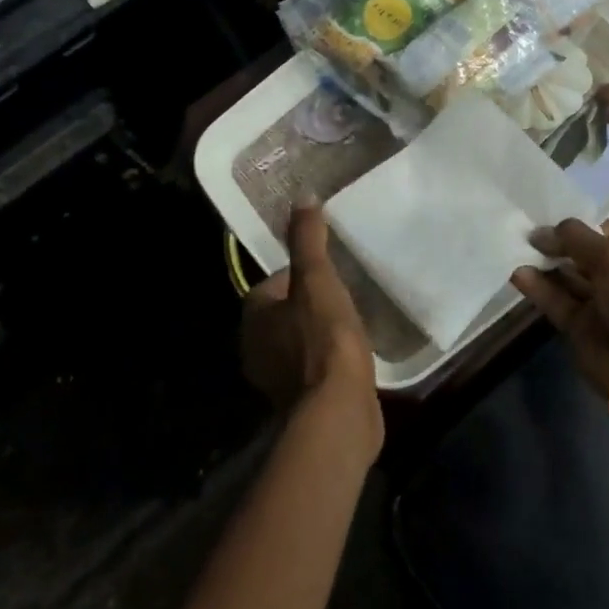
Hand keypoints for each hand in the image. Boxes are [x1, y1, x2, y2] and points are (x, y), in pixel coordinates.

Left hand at [241, 203, 381, 463]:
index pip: (275, 282)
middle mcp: (255, 346)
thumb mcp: (318, 280)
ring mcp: (275, 378)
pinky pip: (312, 368)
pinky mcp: (298, 401)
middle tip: (346, 297)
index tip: (332, 274)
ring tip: (354, 325)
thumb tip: (303, 197)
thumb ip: (308, 240)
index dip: (303, 274)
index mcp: (254, 314)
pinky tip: (353, 359)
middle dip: (311, 305)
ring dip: (320, 334)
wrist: (337, 411)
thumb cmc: (325, 339)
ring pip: (298, 342)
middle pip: (286, 313)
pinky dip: (328, 361)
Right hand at [511, 219, 608, 395]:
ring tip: (517, 250)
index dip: (583, 226)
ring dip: (545, 265)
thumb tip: (542, 232)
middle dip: (558, 244)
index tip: (554, 223)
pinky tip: (519, 275)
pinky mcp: (581, 328)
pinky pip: (557, 302)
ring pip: (568, 279)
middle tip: (527, 235)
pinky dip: (538, 289)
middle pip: (585, 255)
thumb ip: (577, 239)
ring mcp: (603, 304)